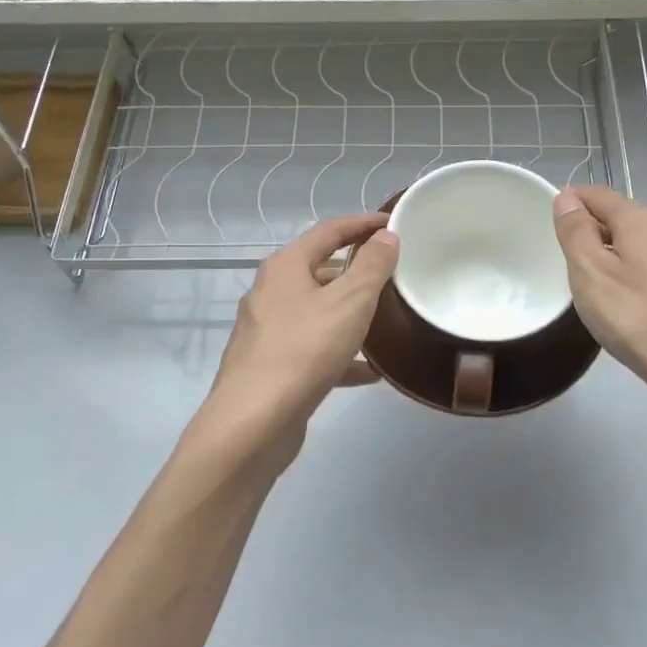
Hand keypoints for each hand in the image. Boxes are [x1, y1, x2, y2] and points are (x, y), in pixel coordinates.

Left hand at [191, 213, 399, 473]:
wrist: (252, 423)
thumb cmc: (303, 350)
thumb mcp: (349, 302)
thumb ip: (372, 266)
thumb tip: (385, 236)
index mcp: (285, 268)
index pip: (328, 231)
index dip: (361, 224)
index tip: (393, 224)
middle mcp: (270, 294)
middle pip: (320, 271)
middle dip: (357, 271)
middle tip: (393, 275)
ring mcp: (267, 333)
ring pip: (318, 313)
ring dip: (350, 314)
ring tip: (387, 321)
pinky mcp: (272, 368)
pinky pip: (314, 351)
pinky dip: (341, 355)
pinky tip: (370, 372)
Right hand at [551, 185, 646, 429]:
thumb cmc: (637, 317)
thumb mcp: (591, 271)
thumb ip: (576, 232)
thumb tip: (567, 198)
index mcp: (642, 221)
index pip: (597, 194)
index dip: (569, 202)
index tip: (546, 228)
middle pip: (617, 219)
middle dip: (587, 233)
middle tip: (561, 263)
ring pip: (632, 249)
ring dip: (605, 260)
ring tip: (584, 289)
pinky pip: (645, 274)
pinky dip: (625, 281)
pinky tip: (616, 310)